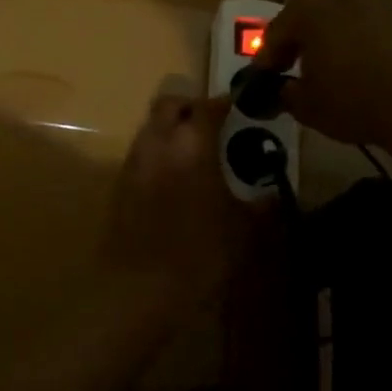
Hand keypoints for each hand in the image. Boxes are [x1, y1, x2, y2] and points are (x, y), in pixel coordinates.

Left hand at [100, 96, 246, 299]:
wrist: (142, 287)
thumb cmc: (201, 253)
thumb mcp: (243, 229)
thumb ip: (260, 205)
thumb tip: (272, 194)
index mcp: (192, 145)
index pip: (206, 107)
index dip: (222, 103)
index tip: (236, 106)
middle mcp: (158, 143)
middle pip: (168, 105)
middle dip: (189, 107)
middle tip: (211, 122)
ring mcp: (134, 162)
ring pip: (150, 127)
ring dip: (170, 128)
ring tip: (193, 151)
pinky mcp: (119, 183)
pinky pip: (140, 153)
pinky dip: (157, 153)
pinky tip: (173, 177)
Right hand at [250, 0, 391, 177]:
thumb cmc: (355, 103)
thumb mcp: (306, 107)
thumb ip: (285, 92)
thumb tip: (282, 88)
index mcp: (308, 10)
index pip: (277, 32)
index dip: (269, 57)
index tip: (267, 77)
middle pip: (312, 12)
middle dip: (304, 36)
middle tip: (301, 63)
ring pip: (348, 11)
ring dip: (339, 30)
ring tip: (342, 60)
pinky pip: (381, 18)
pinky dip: (374, 32)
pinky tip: (378, 58)